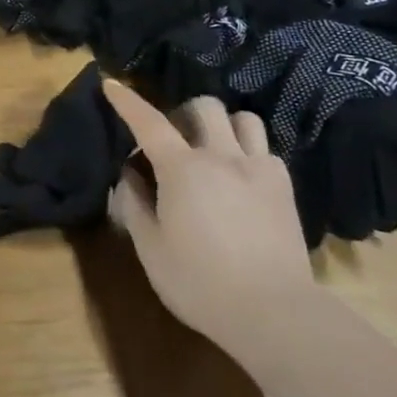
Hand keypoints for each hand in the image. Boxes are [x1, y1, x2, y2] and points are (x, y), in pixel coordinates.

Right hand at [101, 86, 313, 344]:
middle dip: (184, 113)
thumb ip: (134, 205)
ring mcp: (259, 170)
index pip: (149, 122)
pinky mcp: (284, 189)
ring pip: (243, 120)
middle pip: (205, 107)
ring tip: (213, 150)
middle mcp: (222, 157)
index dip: (128, 101)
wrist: (273, 312)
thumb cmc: (199, 282)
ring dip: (222, 126)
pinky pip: (266, 151)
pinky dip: (249, 152)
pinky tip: (241, 178)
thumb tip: (128, 175)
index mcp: (183, 169)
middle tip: (174, 139)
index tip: (112, 84)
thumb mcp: (150, 248)